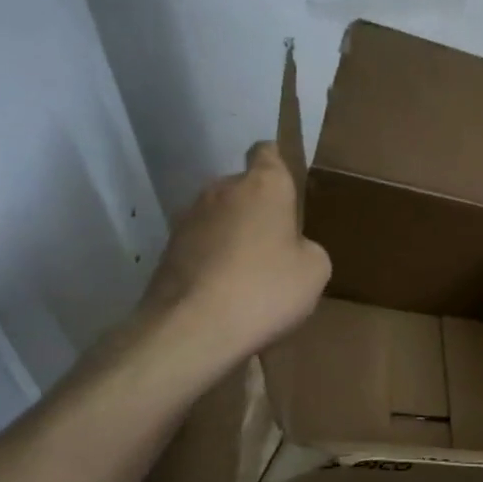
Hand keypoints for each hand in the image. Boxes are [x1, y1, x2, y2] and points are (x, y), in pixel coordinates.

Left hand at [139, 142, 330, 365]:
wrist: (191, 329)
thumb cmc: (265, 289)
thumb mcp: (315, 271)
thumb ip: (307, 247)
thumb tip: (291, 248)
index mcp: (263, 185)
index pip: (267, 152)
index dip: (279, 165)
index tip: (290, 190)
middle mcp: (221, 190)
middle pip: (244, 189)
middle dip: (258, 210)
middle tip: (277, 247)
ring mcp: (188, 218)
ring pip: (220, 218)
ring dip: (233, 237)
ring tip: (249, 277)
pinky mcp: (167, 250)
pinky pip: (201, 247)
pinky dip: (213, 261)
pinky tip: (225, 294)